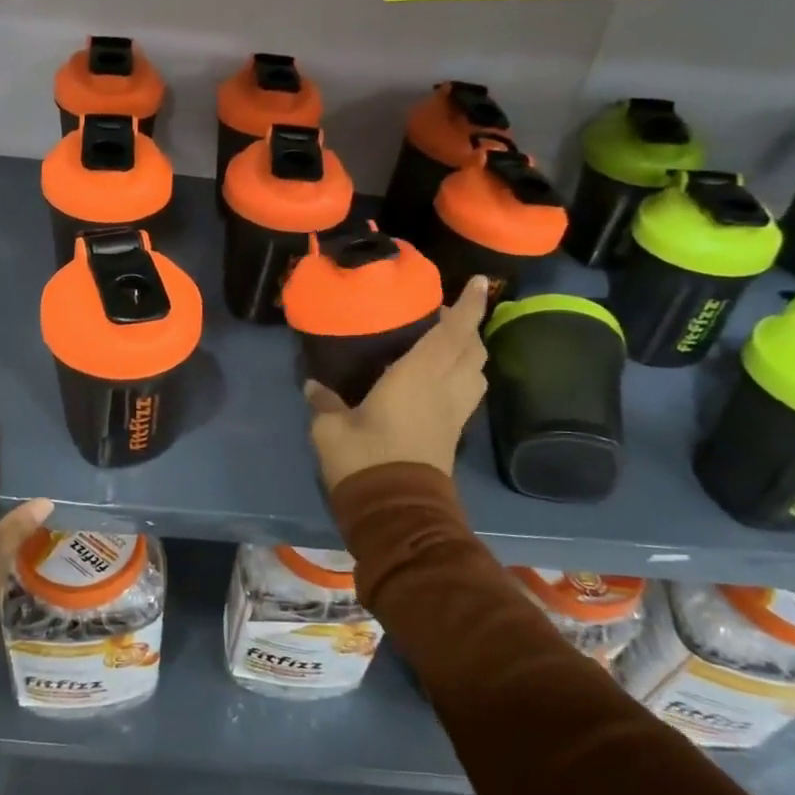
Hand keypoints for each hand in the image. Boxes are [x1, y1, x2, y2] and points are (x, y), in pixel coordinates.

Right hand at [303, 277, 489, 490]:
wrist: (396, 512)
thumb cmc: (365, 459)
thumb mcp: (331, 428)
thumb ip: (324, 402)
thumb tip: (314, 385)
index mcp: (419, 375)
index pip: (453, 331)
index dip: (469, 304)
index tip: (480, 281)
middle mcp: (446, 388)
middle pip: (473, 348)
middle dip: (468, 326)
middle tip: (443, 315)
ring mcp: (454, 413)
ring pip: (476, 371)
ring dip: (469, 351)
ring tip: (445, 344)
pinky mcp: (453, 433)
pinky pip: (468, 392)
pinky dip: (463, 375)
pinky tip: (438, 379)